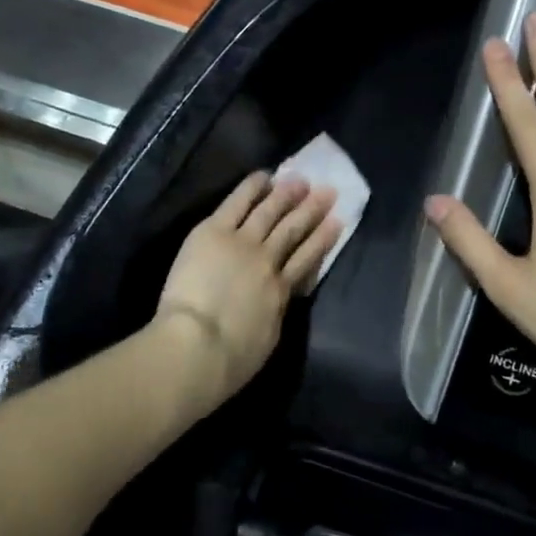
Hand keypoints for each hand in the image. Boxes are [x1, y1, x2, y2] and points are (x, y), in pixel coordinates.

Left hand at [156, 172, 340, 402]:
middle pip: (293, 230)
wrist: (198, 345)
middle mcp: (267, 260)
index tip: (337, 222)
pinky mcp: (214, 232)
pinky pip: (236, 203)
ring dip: (287, 194)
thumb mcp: (268, 337)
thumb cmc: (231, 359)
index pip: (307, 260)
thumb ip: (275, 311)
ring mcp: (242, 242)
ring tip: (302, 180)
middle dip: (312, 210)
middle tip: (328, 191)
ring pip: (269, 212)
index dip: (323, 239)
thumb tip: (277, 298)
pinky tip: (264, 176)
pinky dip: (252, 187)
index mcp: (281, 291)